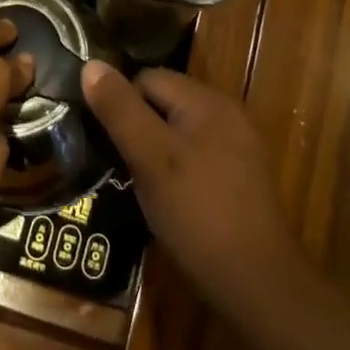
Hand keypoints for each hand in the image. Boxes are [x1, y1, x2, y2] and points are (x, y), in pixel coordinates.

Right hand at [81, 63, 311, 315]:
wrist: (258, 285)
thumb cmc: (198, 214)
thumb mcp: (150, 158)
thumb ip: (121, 110)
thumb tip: (91, 64)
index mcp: (207, 100)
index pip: (148, 78)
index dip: (120, 103)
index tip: (101, 138)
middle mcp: (226, 114)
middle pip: (164, 102)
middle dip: (136, 127)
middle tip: (115, 163)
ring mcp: (236, 147)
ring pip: (178, 132)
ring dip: (153, 151)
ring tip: (133, 182)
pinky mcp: (239, 178)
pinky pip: (195, 157)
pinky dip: (175, 170)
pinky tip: (165, 200)